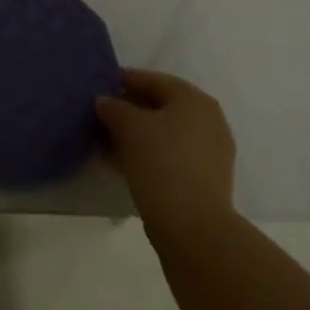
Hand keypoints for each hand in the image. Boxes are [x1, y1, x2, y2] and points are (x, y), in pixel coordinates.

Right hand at [97, 68, 238, 244]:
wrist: (194, 229)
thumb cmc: (161, 163)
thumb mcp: (128, 126)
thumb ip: (113, 106)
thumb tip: (105, 102)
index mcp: (194, 99)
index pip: (152, 80)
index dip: (123, 81)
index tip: (98, 88)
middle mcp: (208, 120)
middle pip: (160, 107)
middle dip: (128, 111)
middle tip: (100, 118)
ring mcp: (210, 153)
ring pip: (165, 134)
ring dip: (136, 136)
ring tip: (107, 144)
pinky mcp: (206, 181)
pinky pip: (171, 157)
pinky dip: (148, 156)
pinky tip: (123, 165)